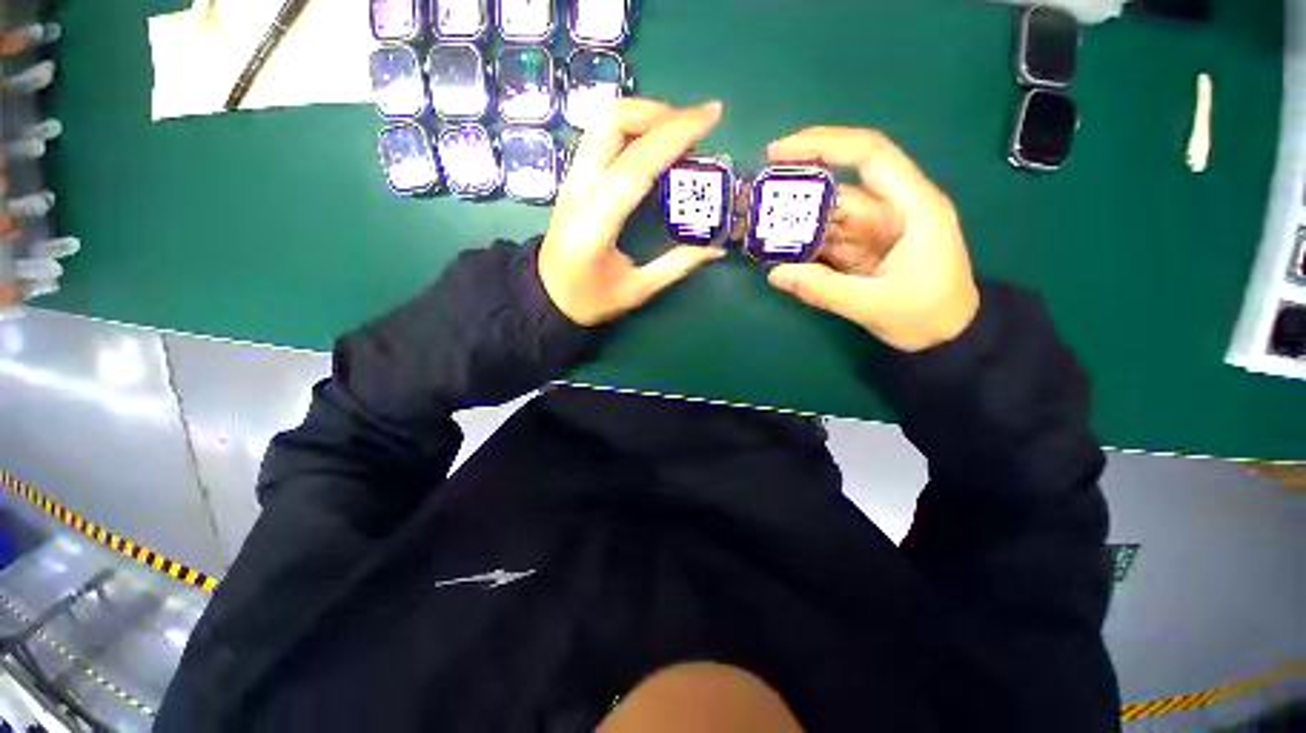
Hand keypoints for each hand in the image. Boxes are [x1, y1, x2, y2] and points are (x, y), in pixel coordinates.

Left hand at [539, 98, 726, 326]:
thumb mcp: (636, 290)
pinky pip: (601, 135)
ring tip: (676, 133)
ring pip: (603, 121)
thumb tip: (715, 249)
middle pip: (612, 121)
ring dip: (643, 115)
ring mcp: (572, 179)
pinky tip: (652, 145)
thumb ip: (676, 266)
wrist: (546, 295)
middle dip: (659, 113)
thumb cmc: (589, 299)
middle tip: (694, 128)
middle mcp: (580, 189)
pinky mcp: (573, 178)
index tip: (713, 116)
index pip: (637, 164)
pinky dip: (631, 127)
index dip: (676, 135)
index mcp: (597, 222)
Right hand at [764, 128, 979, 352]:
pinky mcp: (863, 250)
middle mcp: (893, 210)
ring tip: (759, 226)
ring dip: (797, 220)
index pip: (869, 154)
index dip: (824, 144)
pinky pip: (829, 239)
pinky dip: (805, 243)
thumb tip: (775, 274)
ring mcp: (876, 231)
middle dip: (799, 187)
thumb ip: (824, 289)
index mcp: (912, 207)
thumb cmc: (927, 316)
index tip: (778, 152)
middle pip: (842, 184)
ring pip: (831, 215)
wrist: (947, 338)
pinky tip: (780, 249)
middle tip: (756, 195)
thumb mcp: (875, 305)